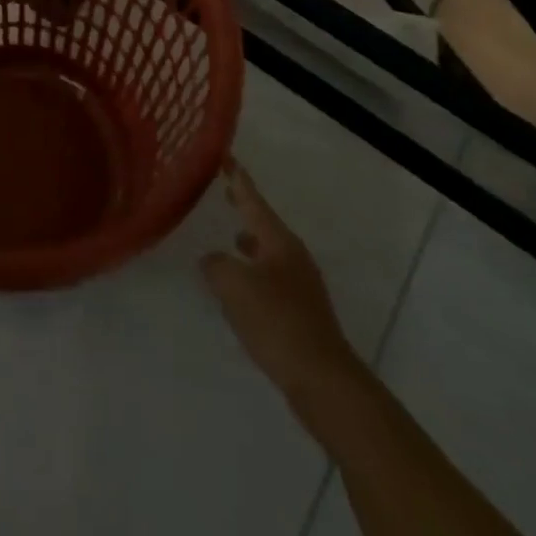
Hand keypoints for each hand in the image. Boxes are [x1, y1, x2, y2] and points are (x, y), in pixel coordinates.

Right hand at [201, 161, 368, 426]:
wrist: (323, 380)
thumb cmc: (277, 322)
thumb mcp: (234, 286)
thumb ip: (217, 264)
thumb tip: (213, 260)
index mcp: (278, 240)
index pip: (253, 199)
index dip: (238, 177)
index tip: (227, 155)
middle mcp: (292, 255)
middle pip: (264, 222)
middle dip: (245, 207)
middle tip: (226, 190)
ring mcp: (300, 284)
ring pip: (269, 251)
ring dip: (250, 241)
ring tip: (231, 238)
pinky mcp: (301, 311)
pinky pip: (272, 278)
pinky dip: (254, 271)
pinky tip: (242, 287)